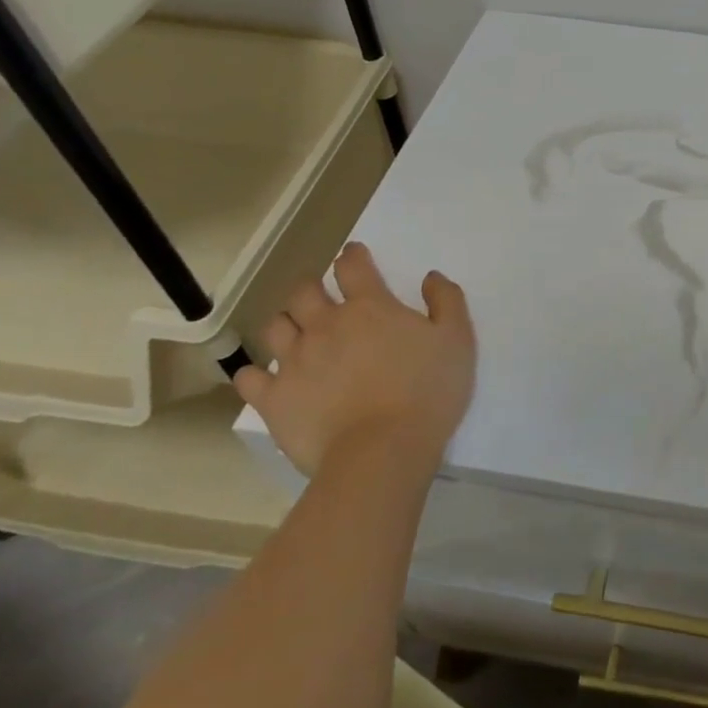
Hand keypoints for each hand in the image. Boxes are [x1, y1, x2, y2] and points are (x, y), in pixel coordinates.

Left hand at [233, 243, 476, 476]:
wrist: (383, 452)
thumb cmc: (428, 392)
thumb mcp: (457, 340)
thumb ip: (446, 301)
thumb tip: (430, 277)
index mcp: (370, 307)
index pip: (352, 266)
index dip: (353, 256)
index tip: (355, 256)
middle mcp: (326, 324)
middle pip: (304, 291)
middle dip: (312, 287)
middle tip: (322, 297)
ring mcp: (295, 361)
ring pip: (276, 326)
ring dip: (286, 323)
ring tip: (297, 334)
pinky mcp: (274, 399)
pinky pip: (250, 377)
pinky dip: (256, 373)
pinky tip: (266, 378)